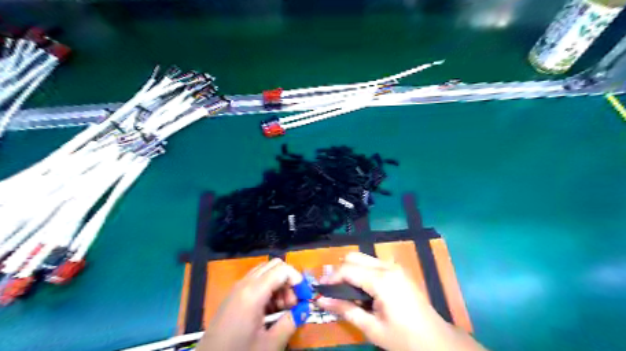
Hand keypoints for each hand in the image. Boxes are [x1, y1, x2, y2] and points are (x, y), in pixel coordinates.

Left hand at [196, 258, 301, 350]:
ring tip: (282, 309)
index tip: (304, 298)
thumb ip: (291, 322)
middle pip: (274, 266)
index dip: (297, 280)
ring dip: (279, 285)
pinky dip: (268, 289)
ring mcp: (237, 288)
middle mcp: (244, 283)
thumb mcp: (270, 344)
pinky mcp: (233, 295)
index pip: (283, 269)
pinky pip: (255, 281)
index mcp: (253, 292)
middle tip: (293, 304)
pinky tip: (269, 311)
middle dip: (288, 280)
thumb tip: (305, 308)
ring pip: (265, 272)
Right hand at [319, 252, 483, 350]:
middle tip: (331, 290)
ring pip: (363, 258)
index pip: (347, 269)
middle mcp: (387, 267)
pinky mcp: (397, 271)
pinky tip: (361, 290)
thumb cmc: (404, 339)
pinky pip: (373, 264)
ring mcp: (394, 267)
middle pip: (354, 257)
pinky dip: (361, 272)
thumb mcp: (372, 328)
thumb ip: (345, 310)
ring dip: (350, 270)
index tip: (320, 290)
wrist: (437, 341)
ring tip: (344, 291)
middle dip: (339, 271)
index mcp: (381, 280)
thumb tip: (321, 300)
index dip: (330, 278)